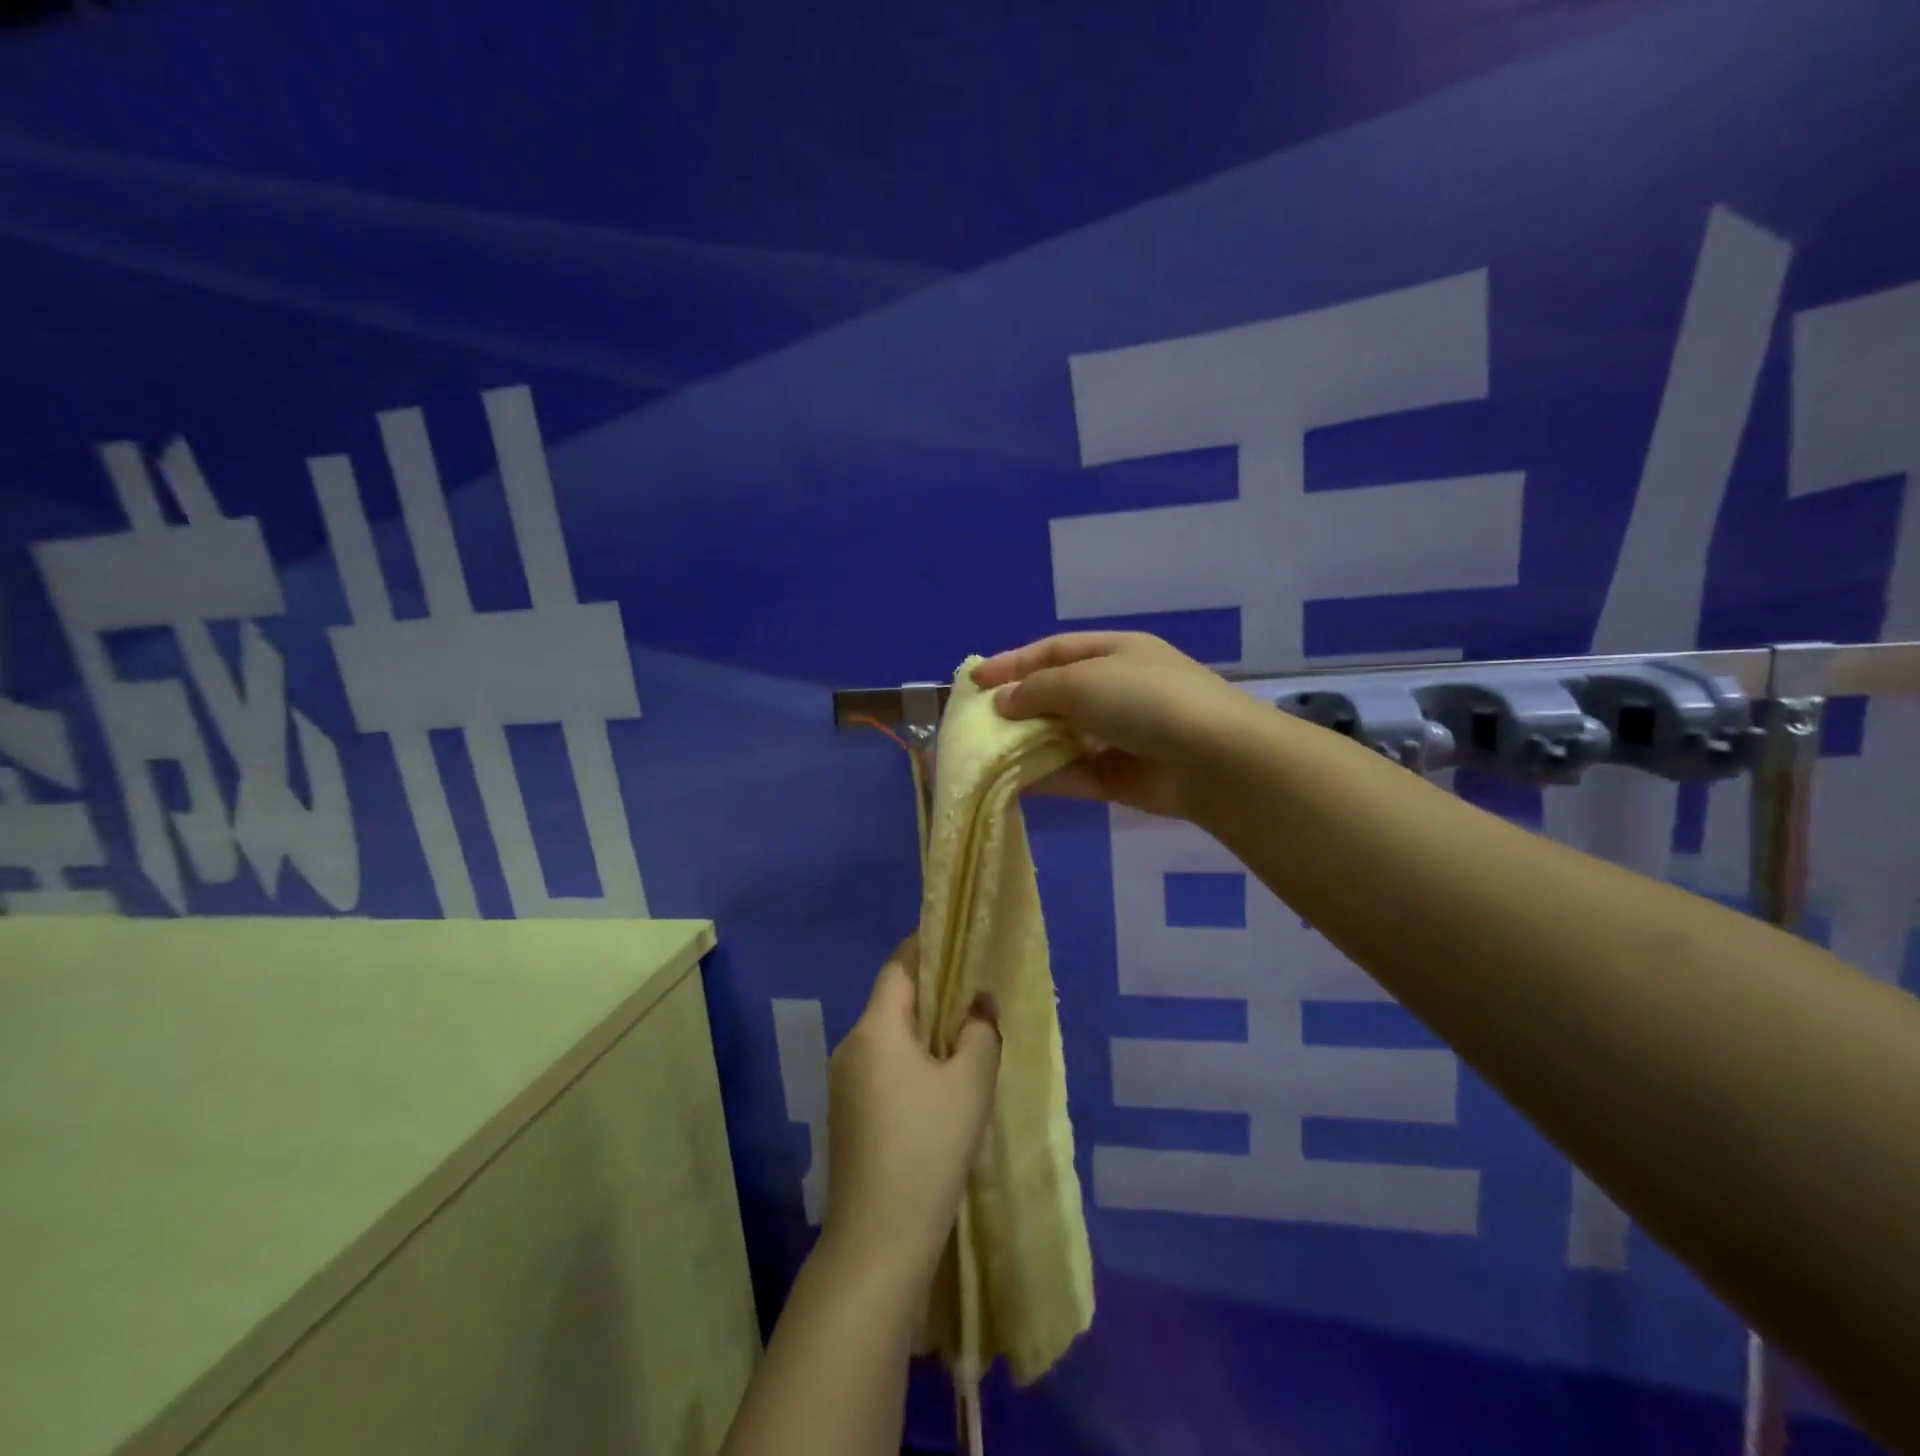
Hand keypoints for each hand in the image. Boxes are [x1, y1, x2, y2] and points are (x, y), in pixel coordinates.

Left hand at [823, 938, 1000, 1285]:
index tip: (957, 939)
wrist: (878, 1239)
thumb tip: (978, 1005)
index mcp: (876, 1028)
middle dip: (932, 992)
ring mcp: (842, 1080)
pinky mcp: (845, 1111)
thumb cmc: (928, 1149)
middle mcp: (851, 1045)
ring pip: (887, 1035)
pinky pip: (880, 1064)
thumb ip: (980, 1032)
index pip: (900, 967)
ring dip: (921, 1029)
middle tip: (973, 994)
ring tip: (963, 1038)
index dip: (927, 947)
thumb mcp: (970, 1084)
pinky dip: (908, 1058)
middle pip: (893, 1000)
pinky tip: (937, 1083)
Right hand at [972, 631, 1256, 818]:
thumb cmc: (1145, 700)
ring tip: (985, 753)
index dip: (1013, 663)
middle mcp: (1117, 690)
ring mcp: (1120, 735)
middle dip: (1017, 706)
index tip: (974, 681)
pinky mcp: (1121, 777)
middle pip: (1056, 694)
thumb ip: (1037, 690)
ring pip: (1063, 737)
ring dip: (1027, 744)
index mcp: (1115, 652)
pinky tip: (1011, 782)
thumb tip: (1002, 702)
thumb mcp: (1084, 681)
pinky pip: (1074, 772)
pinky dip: (1045, 776)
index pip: (1053, 651)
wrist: (1212, 758)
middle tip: (976, 721)